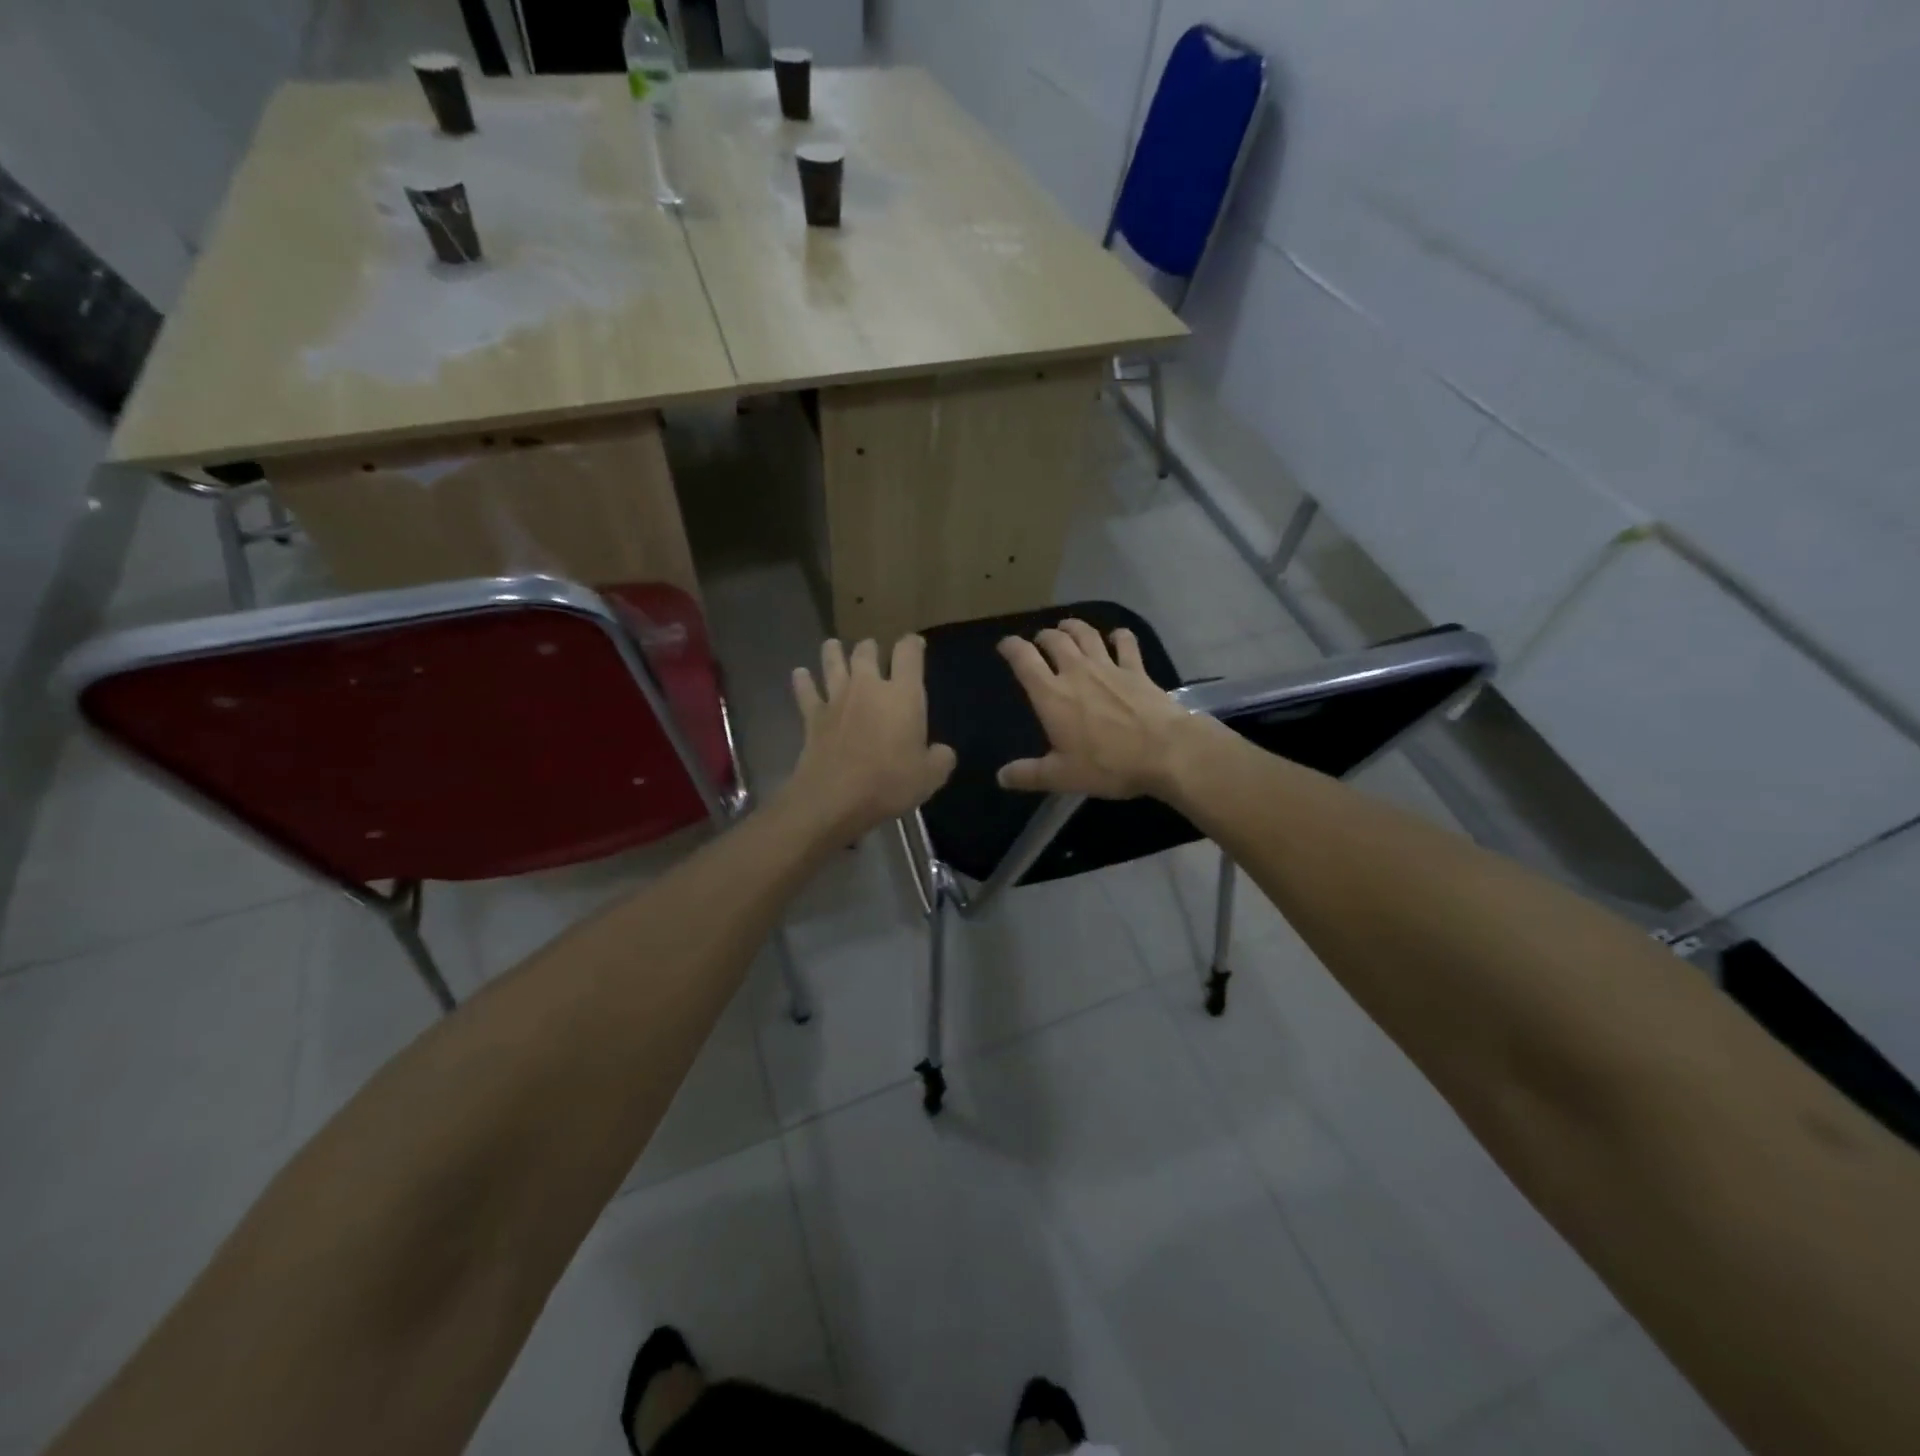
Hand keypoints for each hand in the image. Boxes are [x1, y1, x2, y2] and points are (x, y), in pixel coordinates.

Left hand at [785, 636, 956, 836]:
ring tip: (833, 645)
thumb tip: (941, 751)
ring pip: (833, 664)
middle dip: (870, 648)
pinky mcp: (813, 717)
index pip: (909, 654)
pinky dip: (802, 681)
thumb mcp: (930, 777)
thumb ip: (940, 759)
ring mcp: (836, 699)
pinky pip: (806, 692)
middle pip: (866, 653)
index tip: (915, 644)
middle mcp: (868, 687)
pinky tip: (799, 673)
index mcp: (903, 695)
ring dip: (833, 653)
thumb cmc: (888, 783)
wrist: (834, 798)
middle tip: (871, 648)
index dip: (913, 644)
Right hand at [996, 619, 1198, 798]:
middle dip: (1043, 636)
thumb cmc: (1109, 764)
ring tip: (1066, 627)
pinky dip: (1118, 636)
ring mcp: (1109, 667)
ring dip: (1073, 627)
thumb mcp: (1062, 777)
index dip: (1011, 647)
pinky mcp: (1137, 670)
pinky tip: (1116, 636)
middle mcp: (1077, 671)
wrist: (1166, 751)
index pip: (1024, 659)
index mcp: (1052, 695)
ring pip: (1086, 634)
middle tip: (1039, 641)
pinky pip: (1125, 643)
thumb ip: (1028, 775)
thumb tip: (1001, 777)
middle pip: (1055, 640)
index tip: (1005, 645)